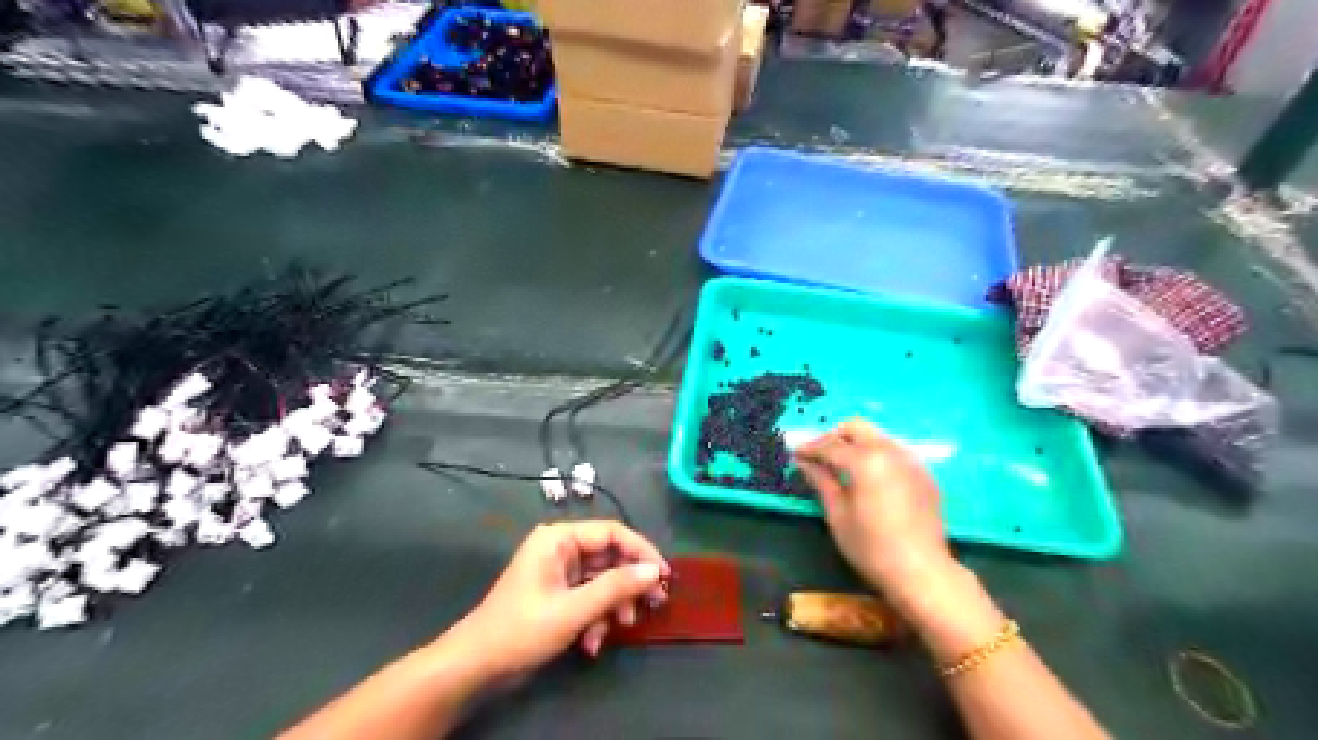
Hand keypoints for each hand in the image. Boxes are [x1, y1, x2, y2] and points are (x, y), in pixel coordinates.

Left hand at [444, 517, 671, 679]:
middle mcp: (561, 548)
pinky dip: (596, 618)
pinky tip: (592, 643)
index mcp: (559, 538)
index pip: (612, 533)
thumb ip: (616, 587)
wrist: (477, 665)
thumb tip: (655, 571)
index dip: (641, 551)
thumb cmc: (522, 629)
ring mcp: (559, 572)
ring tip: (621, 627)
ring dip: (613, 606)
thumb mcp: (574, 609)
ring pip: (602, 580)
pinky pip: (589, 598)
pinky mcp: (558, 594)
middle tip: (654, 603)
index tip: (663, 574)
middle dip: (629, 584)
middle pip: (610, 557)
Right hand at [799, 420, 952, 610]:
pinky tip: (869, 478)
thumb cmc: (871, 547)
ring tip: (842, 466)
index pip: (829, 444)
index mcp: (865, 461)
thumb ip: (821, 480)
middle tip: (818, 456)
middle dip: (834, 436)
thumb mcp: (837, 514)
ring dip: (856, 443)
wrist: (921, 572)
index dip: (809, 447)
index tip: (794, 451)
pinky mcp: (923, 473)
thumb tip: (802, 461)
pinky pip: (894, 451)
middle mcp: (889, 451)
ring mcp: (910, 460)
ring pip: (877, 436)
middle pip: (856, 428)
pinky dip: (876, 455)